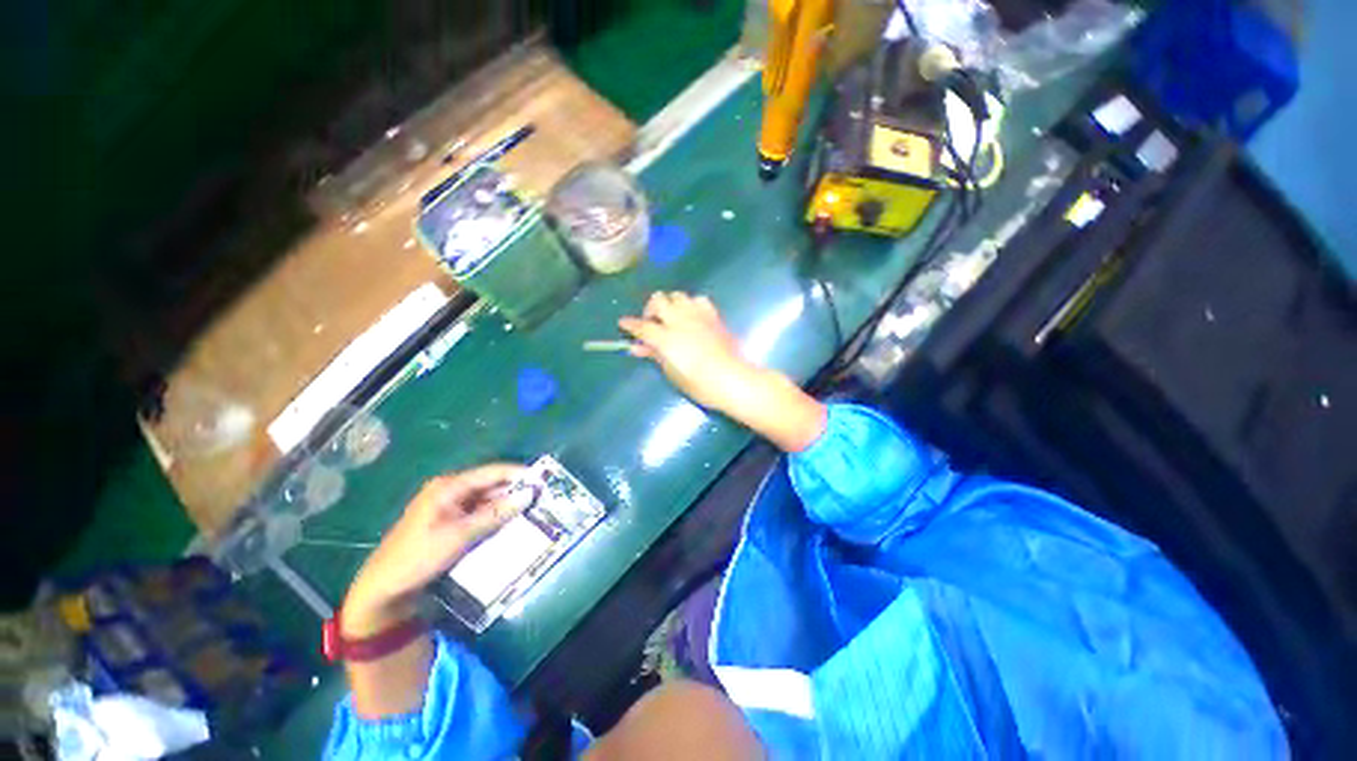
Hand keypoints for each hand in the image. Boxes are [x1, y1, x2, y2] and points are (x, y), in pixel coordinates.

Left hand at [343, 464, 529, 636]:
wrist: (384, 588)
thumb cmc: (419, 557)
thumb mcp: (460, 535)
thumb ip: (495, 513)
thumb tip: (528, 495)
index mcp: (449, 486)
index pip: (492, 472)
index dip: (518, 474)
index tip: (543, 480)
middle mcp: (450, 490)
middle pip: (490, 484)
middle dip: (515, 490)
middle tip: (540, 499)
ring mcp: (449, 506)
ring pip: (486, 499)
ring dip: (506, 505)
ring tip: (531, 511)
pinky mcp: (449, 521)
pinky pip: (478, 512)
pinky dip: (494, 516)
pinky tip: (509, 524)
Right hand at [619, 292, 755, 411]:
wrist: (731, 378)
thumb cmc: (698, 383)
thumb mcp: (671, 372)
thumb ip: (654, 355)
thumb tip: (637, 347)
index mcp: (665, 337)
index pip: (641, 326)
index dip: (630, 324)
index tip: (623, 323)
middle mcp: (679, 320)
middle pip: (658, 300)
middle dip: (651, 309)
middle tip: (653, 324)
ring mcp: (697, 315)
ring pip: (677, 295)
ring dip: (671, 304)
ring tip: (673, 319)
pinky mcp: (712, 315)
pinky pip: (699, 300)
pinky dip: (692, 305)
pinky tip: (693, 317)